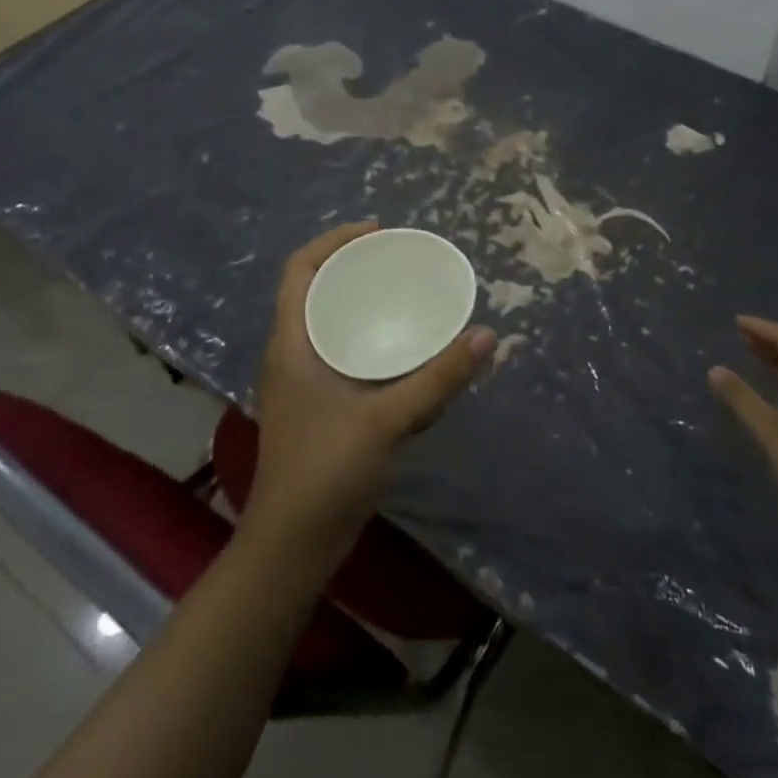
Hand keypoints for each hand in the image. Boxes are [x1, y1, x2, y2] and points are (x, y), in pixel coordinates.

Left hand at [243, 223, 494, 557]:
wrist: (292, 546)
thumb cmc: (327, 472)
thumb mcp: (388, 420)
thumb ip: (439, 378)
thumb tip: (487, 335)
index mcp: (292, 344)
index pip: (300, 269)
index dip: (334, 240)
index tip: (378, 231)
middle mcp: (290, 354)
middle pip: (315, 290)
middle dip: (353, 267)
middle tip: (399, 260)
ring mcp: (299, 383)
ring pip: (326, 322)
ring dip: (359, 303)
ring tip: (402, 295)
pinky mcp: (314, 406)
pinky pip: (338, 352)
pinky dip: (365, 338)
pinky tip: (400, 353)